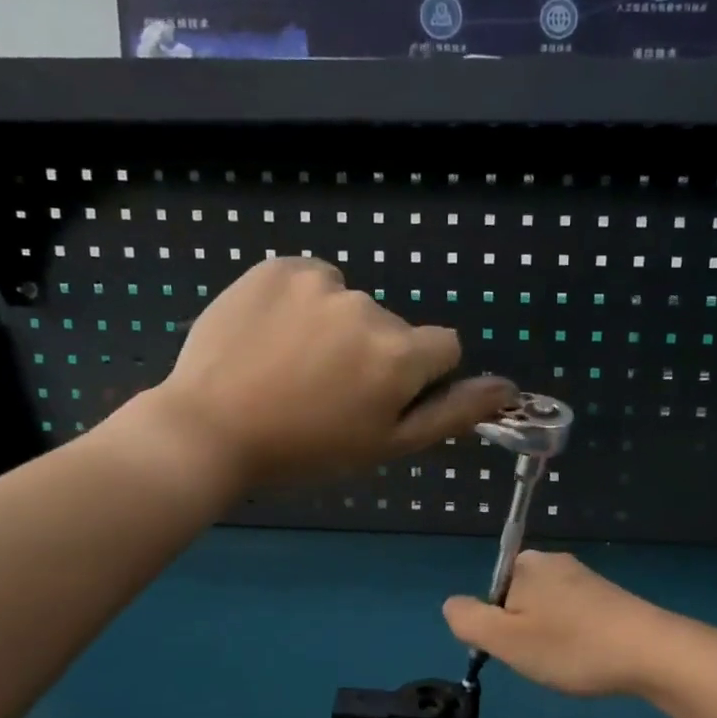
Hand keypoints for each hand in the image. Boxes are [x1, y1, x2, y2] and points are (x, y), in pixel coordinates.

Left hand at [104, 258, 515, 488]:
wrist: (210, 430)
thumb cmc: (308, 450)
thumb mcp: (389, 445)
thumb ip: (453, 414)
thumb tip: (506, 388)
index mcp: (400, 354)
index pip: (443, 348)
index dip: (418, 376)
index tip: (380, 398)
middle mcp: (368, 307)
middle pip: (393, 327)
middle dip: (374, 354)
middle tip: (326, 392)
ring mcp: (319, 281)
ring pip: (350, 304)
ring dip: (336, 328)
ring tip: (291, 366)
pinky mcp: (277, 267)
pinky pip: (310, 280)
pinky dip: (301, 303)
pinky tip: (272, 335)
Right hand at [442, 551, 670, 697]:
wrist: (651, 652)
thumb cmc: (571, 646)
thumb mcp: (506, 640)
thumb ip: (468, 620)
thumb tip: (451, 605)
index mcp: (525, 564)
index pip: (490, 596)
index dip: (496, 628)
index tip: (517, 651)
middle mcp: (553, 561)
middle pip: (518, 602)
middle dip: (524, 634)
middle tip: (542, 660)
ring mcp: (584, 577)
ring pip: (546, 613)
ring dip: (550, 640)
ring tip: (570, 662)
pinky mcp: (608, 596)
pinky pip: (574, 618)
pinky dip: (575, 640)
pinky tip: (591, 658)